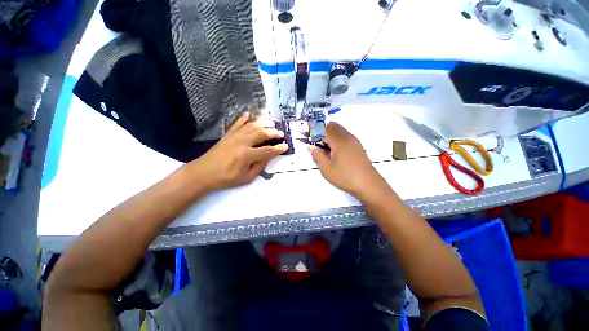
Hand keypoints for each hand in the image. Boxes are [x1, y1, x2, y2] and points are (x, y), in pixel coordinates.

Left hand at [189, 112, 287, 191]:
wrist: (203, 173)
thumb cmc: (226, 178)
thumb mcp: (246, 178)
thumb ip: (259, 167)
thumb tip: (268, 158)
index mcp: (247, 155)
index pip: (267, 150)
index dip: (278, 149)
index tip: (285, 146)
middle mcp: (242, 143)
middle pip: (261, 134)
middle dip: (273, 133)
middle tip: (280, 133)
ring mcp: (234, 137)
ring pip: (251, 126)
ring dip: (262, 123)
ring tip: (271, 123)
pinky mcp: (227, 135)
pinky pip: (237, 123)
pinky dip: (243, 118)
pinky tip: (249, 114)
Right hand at [310, 122, 390, 200]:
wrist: (369, 185)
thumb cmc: (345, 177)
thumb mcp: (326, 169)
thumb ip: (317, 155)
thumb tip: (311, 147)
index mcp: (339, 141)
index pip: (324, 129)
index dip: (314, 132)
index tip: (308, 139)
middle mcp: (347, 137)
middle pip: (333, 126)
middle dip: (322, 132)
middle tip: (317, 145)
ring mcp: (354, 141)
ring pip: (339, 131)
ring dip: (330, 136)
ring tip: (325, 151)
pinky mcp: (358, 146)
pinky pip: (345, 136)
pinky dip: (336, 140)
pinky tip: (335, 154)